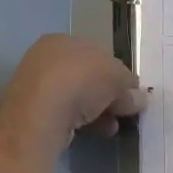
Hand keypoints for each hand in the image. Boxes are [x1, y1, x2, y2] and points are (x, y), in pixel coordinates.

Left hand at [0, 34, 146, 150]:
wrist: (41, 114)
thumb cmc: (80, 81)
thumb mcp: (116, 78)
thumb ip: (129, 86)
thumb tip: (139, 98)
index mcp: (61, 40)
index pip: (95, 53)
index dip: (115, 72)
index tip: (130, 91)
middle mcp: (45, 59)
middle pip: (86, 77)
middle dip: (108, 94)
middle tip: (125, 110)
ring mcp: (36, 87)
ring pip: (76, 98)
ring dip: (99, 111)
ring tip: (114, 126)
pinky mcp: (32, 114)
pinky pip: (65, 115)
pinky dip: (84, 122)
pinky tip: (99, 132)